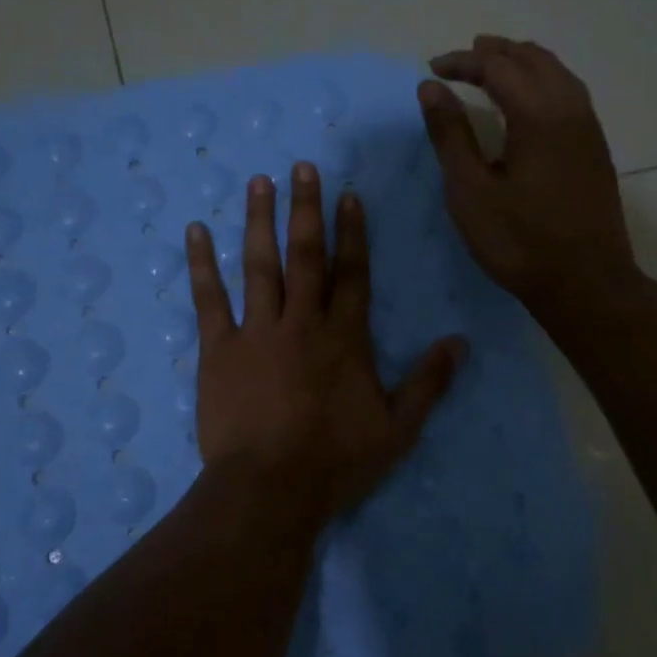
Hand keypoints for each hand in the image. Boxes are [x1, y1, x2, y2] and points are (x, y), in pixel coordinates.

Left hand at [186, 162, 465, 529]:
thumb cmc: (335, 462)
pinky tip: (195, 232)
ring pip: (259, 265)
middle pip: (306, 255)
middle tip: (301, 167)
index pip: (352, 273)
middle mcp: (302, 322)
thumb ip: (429, 383)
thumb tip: (460, 342)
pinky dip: (201, 264)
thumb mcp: (398, 429)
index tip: (348, 195)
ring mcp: (257, 332)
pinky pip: (208, 299)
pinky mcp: (218, 349)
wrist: (269, 489)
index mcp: (345, 338)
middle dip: (306, 209)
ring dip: (259, 221)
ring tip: (258, 183)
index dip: (352, 233)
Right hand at [417, 35, 635, 319]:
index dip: (463, 62)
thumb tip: (431, 88)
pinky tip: (530, 101)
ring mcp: (589, 129)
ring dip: (524, 63)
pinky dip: (544, 81)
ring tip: (496, 66)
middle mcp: (570, 109)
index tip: (433, 69)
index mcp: (538, 115)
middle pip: (534, 60)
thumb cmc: (518, 240)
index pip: (498, 67)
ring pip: (558, 74)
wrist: (585, 283)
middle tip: (464, 57)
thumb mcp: (470, 190)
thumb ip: (450, 135)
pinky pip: (570, 94)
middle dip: (497, 53)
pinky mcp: (596, 149)